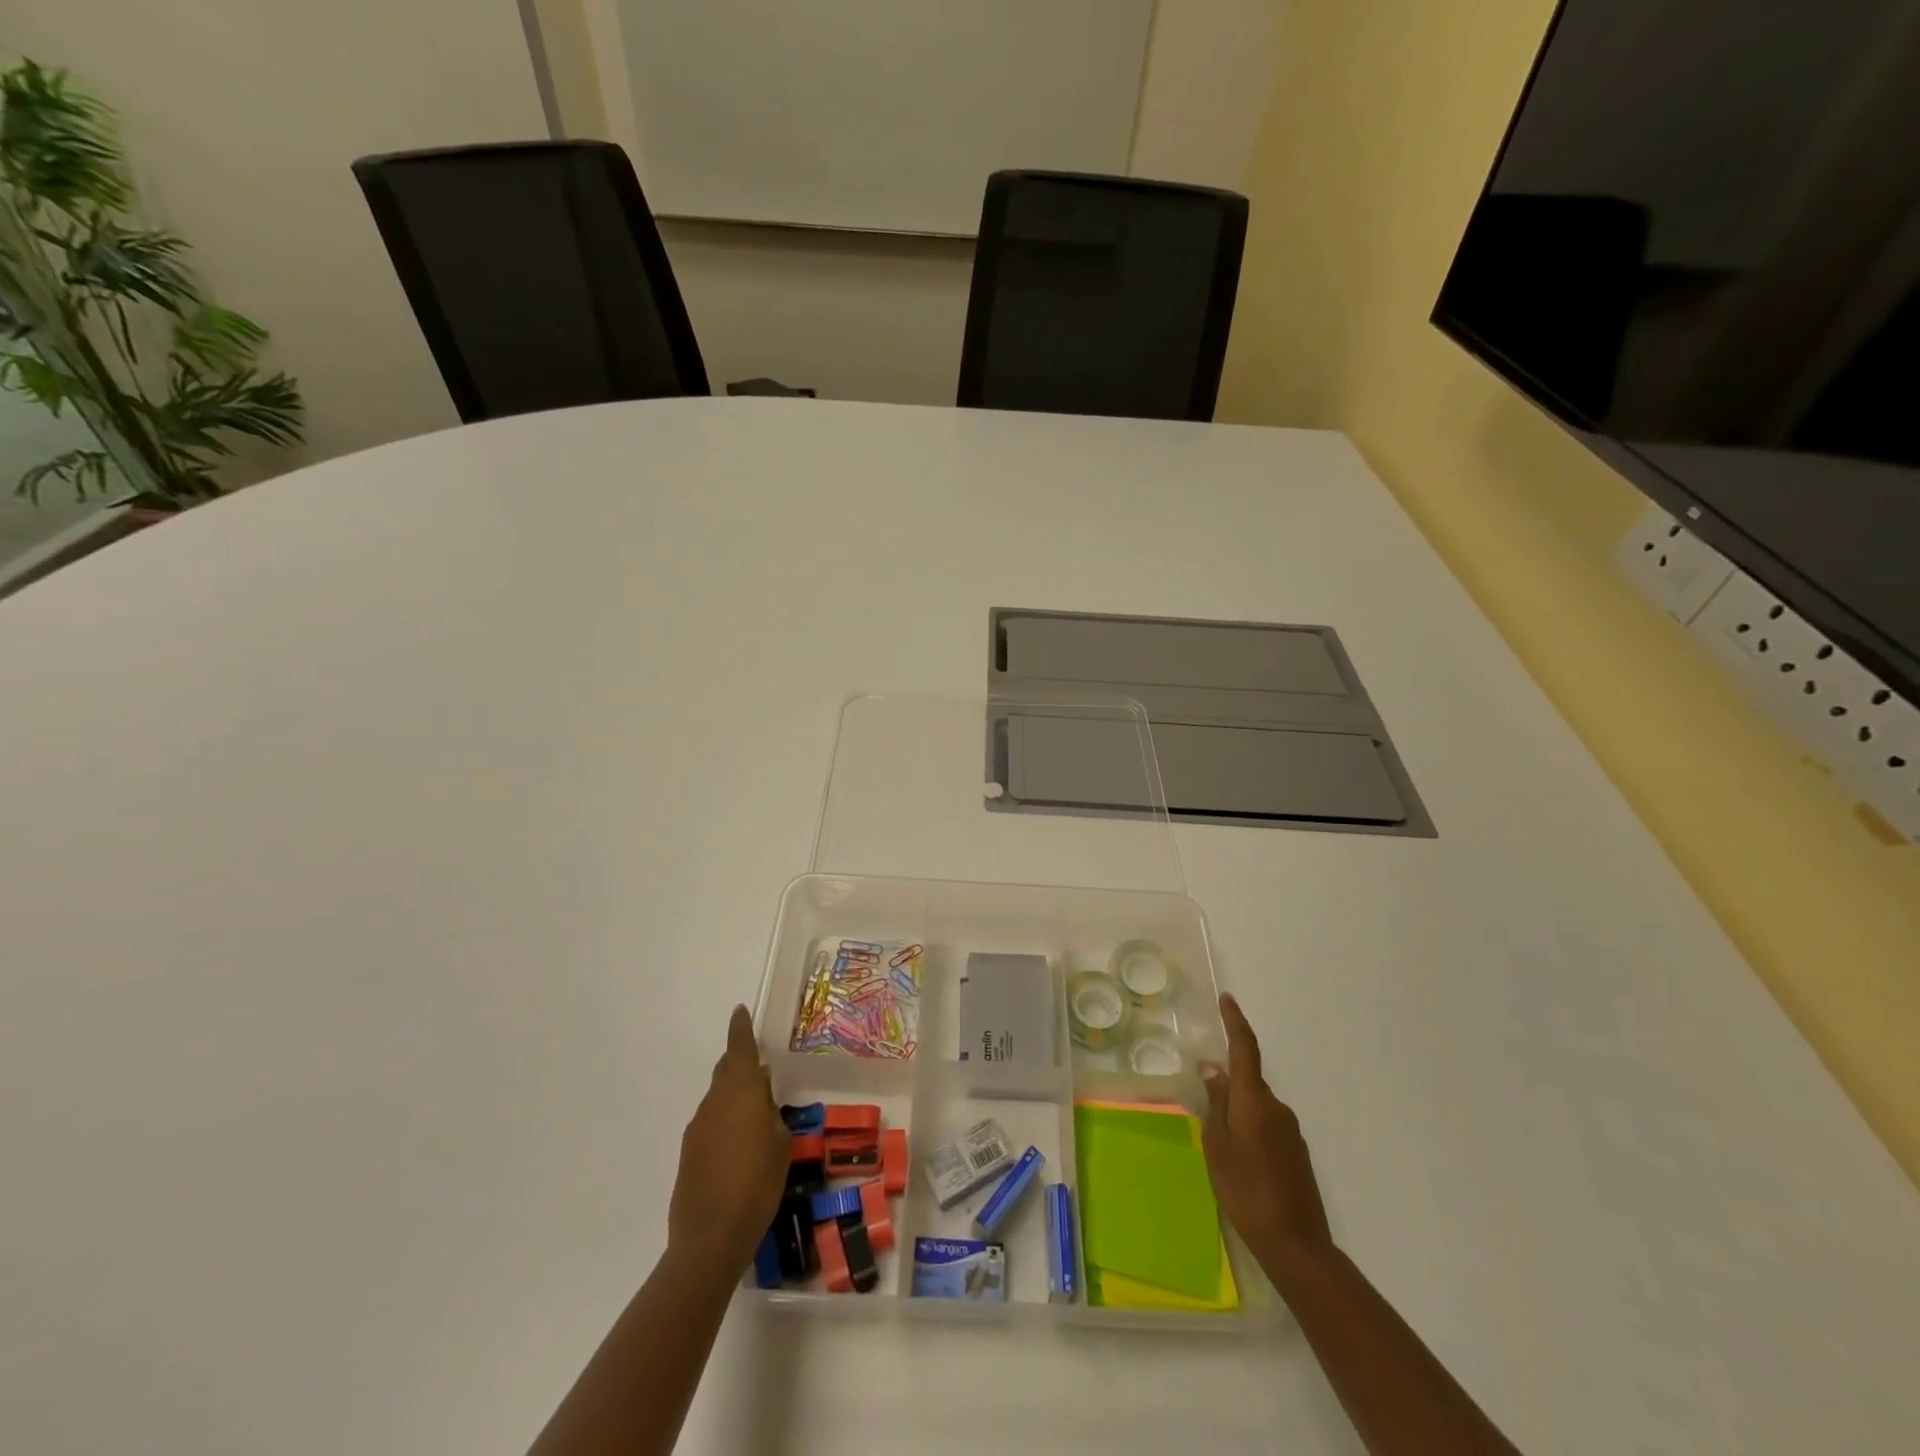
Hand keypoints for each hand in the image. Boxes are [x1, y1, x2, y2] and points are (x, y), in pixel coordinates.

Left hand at [667, 1005, 789, 1273]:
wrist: (710, 1238)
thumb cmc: (757, 1183)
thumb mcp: (780, 1143)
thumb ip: (770, 1112)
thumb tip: (760, 1096)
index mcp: (740, 1091)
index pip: (739, 1048)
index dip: (740, 1028)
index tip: (740, 1010)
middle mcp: (714, 1102)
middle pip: (726, 1071)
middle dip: (740, 1064)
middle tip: (761, 1071)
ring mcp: (697, 1128)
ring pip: (718, 1098)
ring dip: (734, 1098)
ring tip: (756, 1117)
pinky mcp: (688, 1154)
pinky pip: (711, 1123)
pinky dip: (725, 1122)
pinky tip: (739, 1147)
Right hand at [1200, 993, 1333, 1280]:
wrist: (1297, 1245)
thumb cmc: (1246, 1191)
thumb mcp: (1217, 1146)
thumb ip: (1215, 1104)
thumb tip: (1212, 1068)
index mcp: (1254, 1101)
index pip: (1245, 1049)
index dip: (1235, 1021)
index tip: (1227, 999)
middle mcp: (1276, 1108)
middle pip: (1248, 1080)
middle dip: (1226, 1082)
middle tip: (1202, 1100)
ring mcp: (1290, 1131)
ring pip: (1255, 1105)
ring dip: (1236, 1111)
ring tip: (1216, 1140)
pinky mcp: (1295, 1152)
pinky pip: (1265, 1124)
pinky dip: (1248, 1128)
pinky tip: (1237, 1158)